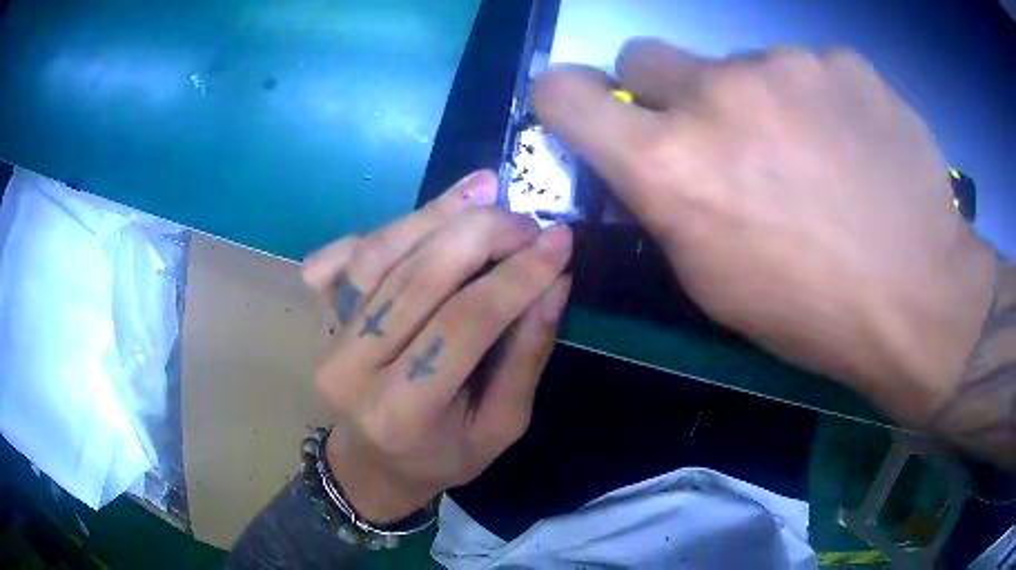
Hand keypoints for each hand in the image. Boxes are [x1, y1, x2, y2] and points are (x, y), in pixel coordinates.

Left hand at [301, 171, 571, 522]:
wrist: (373, 460)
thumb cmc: (443, 454)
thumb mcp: (501, 424)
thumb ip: (526, 355)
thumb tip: (554, 283)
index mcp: (402, 412)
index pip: (464, 325)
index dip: (516, 276)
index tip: (559, 240)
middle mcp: (352, 370)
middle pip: (417, 279)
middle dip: (479, 234)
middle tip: (524, 219)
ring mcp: (327, 338)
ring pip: (381, 256)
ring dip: (437, 215)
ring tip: (485, 191)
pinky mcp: (319, 316)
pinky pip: (347, 255)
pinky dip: (390, 227)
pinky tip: (431, 215)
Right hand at [533, 39, 997, 424]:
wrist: (920, 297)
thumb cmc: (812, 311)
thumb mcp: (714, 282)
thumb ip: (666, 202)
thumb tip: (650, 155)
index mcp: (672, 164)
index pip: (567, 95)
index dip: (564, 97)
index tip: (582, 107)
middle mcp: (717, 93)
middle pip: (644, 55)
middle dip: (663, 91)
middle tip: (717, 135)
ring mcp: (786, 64)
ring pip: (739, 64)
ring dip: (758, 101)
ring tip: (815, 158)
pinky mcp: (842, 61)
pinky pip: (807, 69)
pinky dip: (817, 100)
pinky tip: (854, 147)